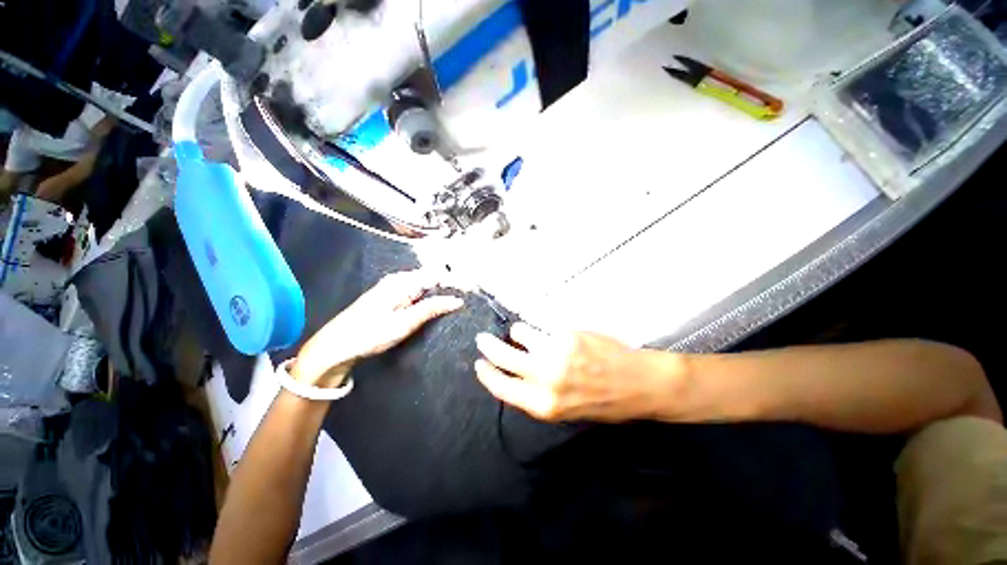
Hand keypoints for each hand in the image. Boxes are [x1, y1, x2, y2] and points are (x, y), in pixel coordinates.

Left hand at [292, 270, 462, 387]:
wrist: (336, 346)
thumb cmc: (369, 333)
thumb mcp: (404, 323)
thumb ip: (431, 308)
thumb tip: (457, 300)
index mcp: (402, 281)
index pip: (437, 274)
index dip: (454, 282)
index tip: (470, 293)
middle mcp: (399, 280)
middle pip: (431, 279)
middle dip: (448, 288)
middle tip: (463, 303)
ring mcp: (394, 288)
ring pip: (425, 286)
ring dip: (439, 295)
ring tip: (455, 306)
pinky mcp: (392, 298)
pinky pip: (417, 294)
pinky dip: (428, 299)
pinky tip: (435, 309)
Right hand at [475, 324, 683, 422]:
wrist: (638, 384)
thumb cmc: (602, 402)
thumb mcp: (564, 410)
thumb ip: (538, 394)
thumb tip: (517, 373)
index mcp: (544, 406)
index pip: (503, 389)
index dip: (487, 376)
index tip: (480, 365)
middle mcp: (546, 380)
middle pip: (504, 358)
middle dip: (489, 347)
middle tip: (482, 340)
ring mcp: (556, 355)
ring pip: (520, 336)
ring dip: (517, 333)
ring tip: (521, 333)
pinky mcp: (567, 336)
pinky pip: (540, 328)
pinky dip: (535, 329)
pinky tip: (543, 332)